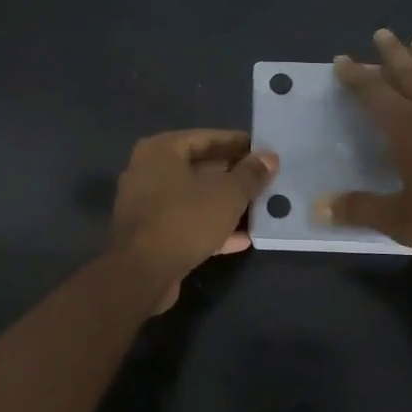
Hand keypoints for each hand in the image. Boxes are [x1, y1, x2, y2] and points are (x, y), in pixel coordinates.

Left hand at [109, 129, 278, 311]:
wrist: (142, 273)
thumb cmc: (185, 219)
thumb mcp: (228, 194)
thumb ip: (251, 174)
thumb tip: (270, 158)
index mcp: (161, 150)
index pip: (206, 137)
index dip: (237, 143)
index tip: (263, 150)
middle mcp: (148, 171)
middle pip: (198, 167)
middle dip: (232, 174)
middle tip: (264, 178)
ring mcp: (147, 205)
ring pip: (194, 197)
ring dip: (225, 203)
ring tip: (258, 206)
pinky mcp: (151, 235)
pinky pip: (187, 223)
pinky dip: (212, 227)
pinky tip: (243, 238)